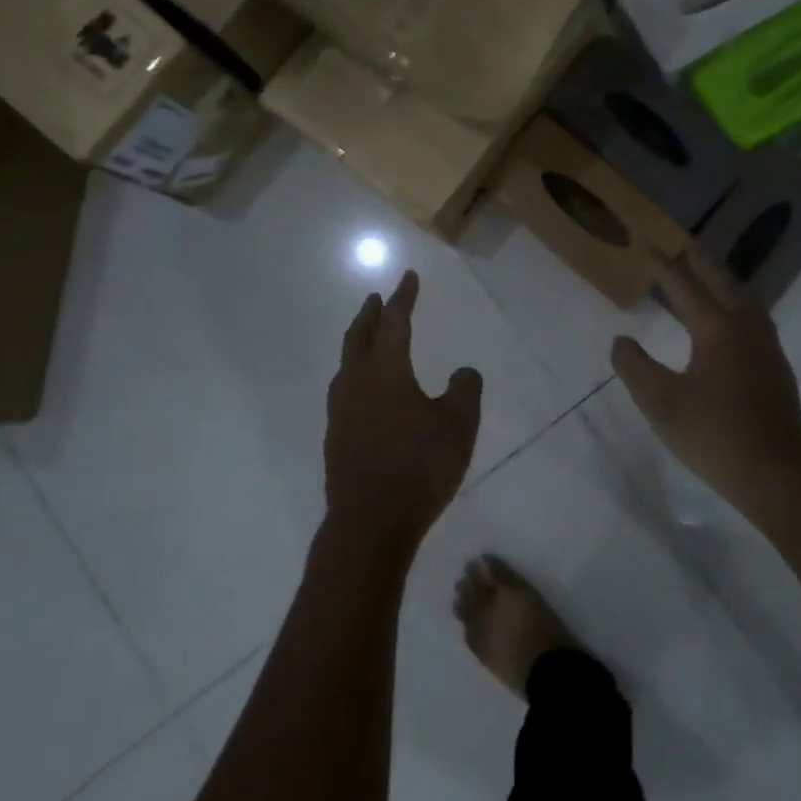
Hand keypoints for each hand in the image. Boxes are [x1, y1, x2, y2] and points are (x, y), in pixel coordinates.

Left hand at [323, 270, 482, 565]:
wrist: (370, 523)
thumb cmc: (419, 467)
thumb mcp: (458, 426)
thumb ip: (465, 391)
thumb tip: (464, 372)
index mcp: (386, 371)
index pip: (395, 322)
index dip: (404, 298)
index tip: (408, 277)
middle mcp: (357, 383)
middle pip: (360, 337)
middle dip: (370, 314)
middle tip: (376, 298)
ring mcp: (341, 412)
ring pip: (346, 365)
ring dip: (358, 344)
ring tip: (368, 340)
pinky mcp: (335, 438)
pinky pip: (344, 392)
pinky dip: (355, 376)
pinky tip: (365, 392)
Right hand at [611, 251, 800, 523]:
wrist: (780, 474)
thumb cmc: (715, 434)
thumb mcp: (660, 403)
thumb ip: (635, 367)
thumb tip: (621, 341)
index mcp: (717, 327)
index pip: (684, 285)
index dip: (662, 264)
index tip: (646, 242)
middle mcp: (745, 326)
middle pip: (722, 281)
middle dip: (699, 262)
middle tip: (681, 246)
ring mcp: (766, 346)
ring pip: (743, 298)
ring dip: (721, 281)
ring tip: (704, 277)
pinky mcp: (776, 366)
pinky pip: (752, 317)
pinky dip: (734, 303)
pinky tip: (727, 321)